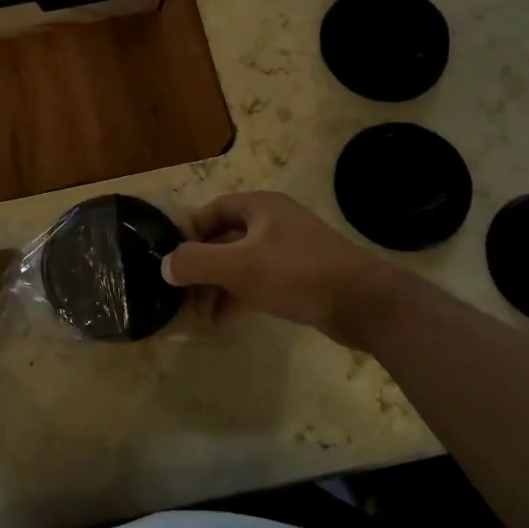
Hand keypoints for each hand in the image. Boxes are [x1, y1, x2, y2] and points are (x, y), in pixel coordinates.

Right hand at [162, 192, 395, 341]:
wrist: (364, 303)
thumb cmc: (295, 273)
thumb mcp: (237, 266)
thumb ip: (195, 262)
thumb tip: (164, 266)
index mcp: (259, 207)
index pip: (211, 211)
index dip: (188, 234)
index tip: (171, 262)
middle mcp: (273, 221)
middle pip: (224, 240)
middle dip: (201, 269)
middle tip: (182, 297)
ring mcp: (289, 249)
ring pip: (241, 264)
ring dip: (218, 288)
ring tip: (200, 317)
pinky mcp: (301, 276)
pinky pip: (259, 280)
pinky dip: (239, 296)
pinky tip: (225, 321)